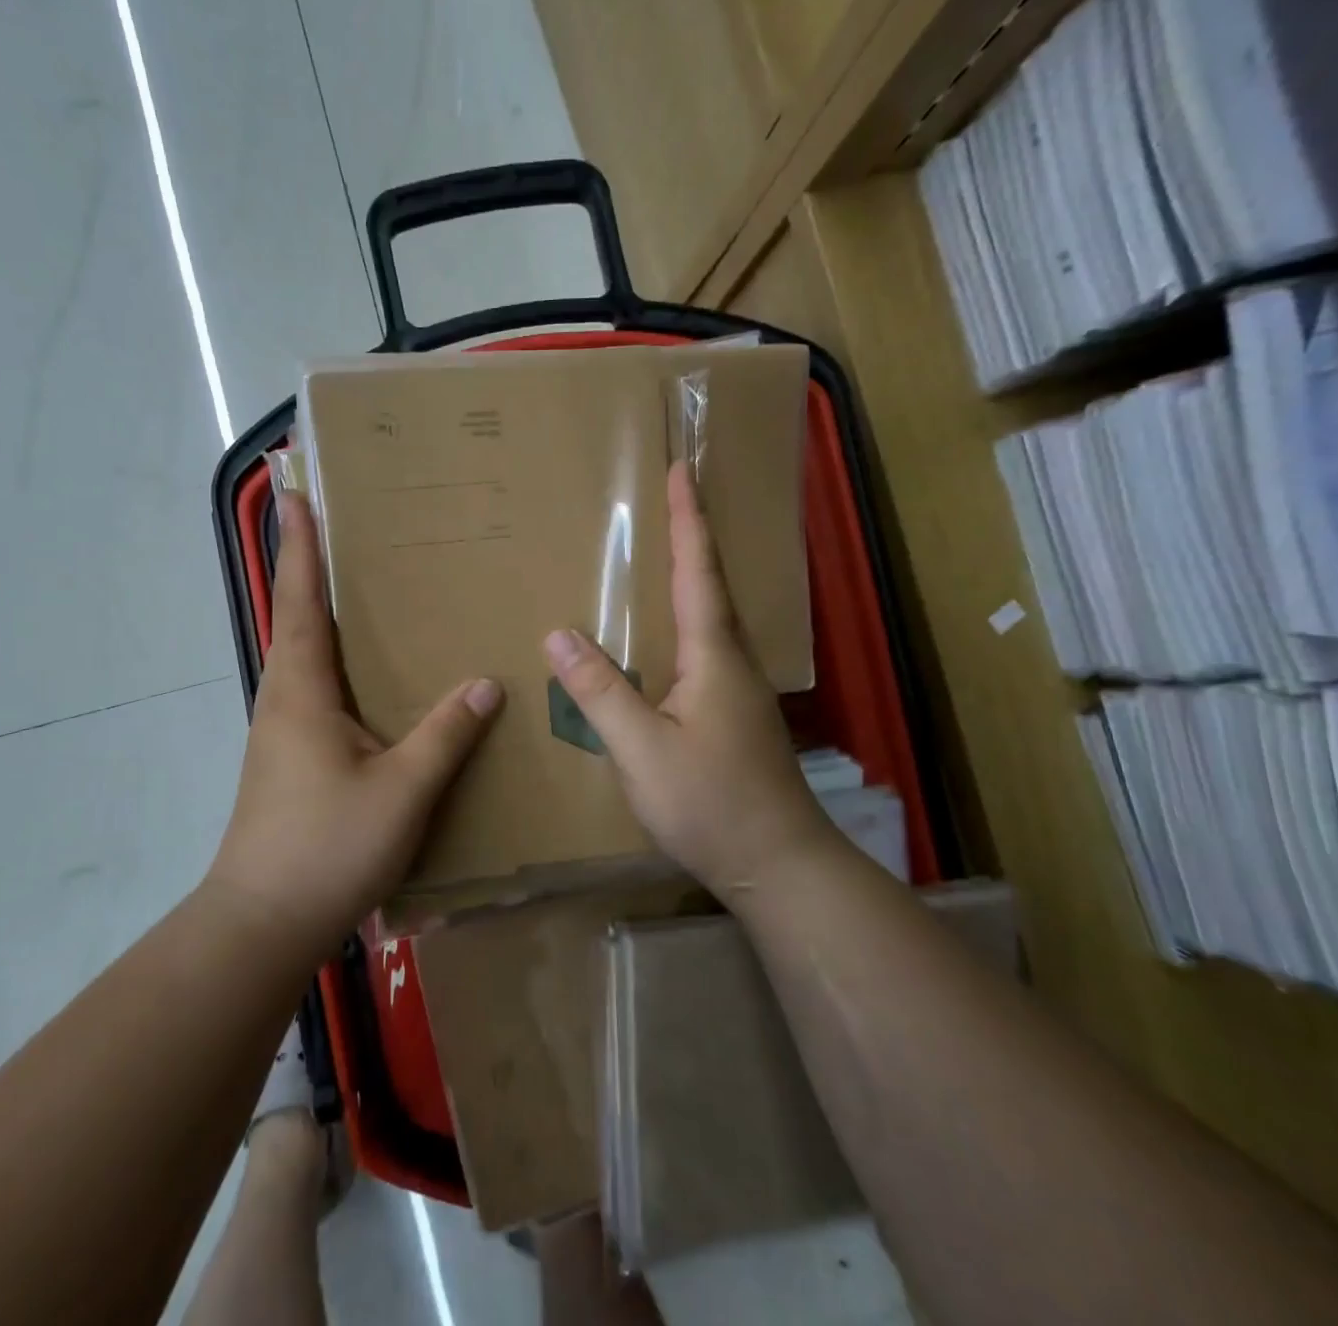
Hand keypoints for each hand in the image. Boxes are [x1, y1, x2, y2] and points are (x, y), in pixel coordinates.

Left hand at [206, 491, 503, 964]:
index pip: (301, 601)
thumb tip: (485, 684)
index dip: (300, 546)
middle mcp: (282, 699)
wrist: (263, 923)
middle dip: (308, 567)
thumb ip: (444, 734)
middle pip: (295, 619)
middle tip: (336, 526)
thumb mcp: (401, 789)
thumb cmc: (328, 846)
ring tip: (356, 589)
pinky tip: (364, 677)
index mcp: (300, 690)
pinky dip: (331, 661)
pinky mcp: (288, 758)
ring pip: (301, 656)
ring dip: (318, 614)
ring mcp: (280, 731)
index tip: (294, 493)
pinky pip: (312, 689)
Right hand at [542, 463, 830, 899]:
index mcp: (713, 655)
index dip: (688, 519)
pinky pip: (704, 648)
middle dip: (691, 536)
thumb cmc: (711, 804)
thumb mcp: (642, 748)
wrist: (778, 866)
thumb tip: (558, 633)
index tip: (680, 470)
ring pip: (710, 617)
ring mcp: (737, 689)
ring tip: (661, 553)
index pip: (698, 571)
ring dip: (691, 576)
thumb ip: (600, 691)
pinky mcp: (733, 714)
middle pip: (710, 584)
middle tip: (668, 498)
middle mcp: (732, 661)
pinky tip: (664, 637)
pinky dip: (685, 619)